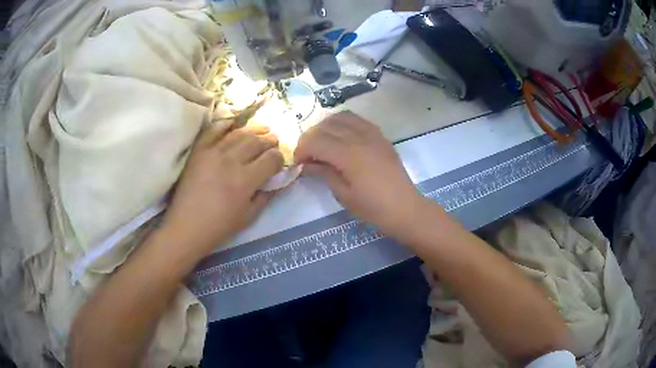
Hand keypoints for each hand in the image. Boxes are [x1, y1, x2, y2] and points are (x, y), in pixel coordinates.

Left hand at [162, 122, 283, 255]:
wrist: (187, 226)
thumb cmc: (220, 226)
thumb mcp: (249, 217)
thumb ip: (266, 196)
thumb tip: (278, 180)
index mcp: (246, 180)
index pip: (271, 158)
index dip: (279, 157)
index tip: (279, 161)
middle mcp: (231, 161)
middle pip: (257, 141)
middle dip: (270, 139)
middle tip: (274, 140)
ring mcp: (213, 152)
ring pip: (239, 133)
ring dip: (254, 129)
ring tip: (262, 129)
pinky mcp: (199, 151)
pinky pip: (214, 130)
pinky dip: (225, 123)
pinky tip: (234, 123)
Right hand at [294, 111, 428, 237]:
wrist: (404, 207)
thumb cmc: (373, 207)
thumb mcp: (343, 195)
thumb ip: (323, 173)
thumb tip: (306, 164)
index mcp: (348, 155)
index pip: (315, 141)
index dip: (301, 150)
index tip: (298, 164)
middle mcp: (359, 137)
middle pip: (325, 126)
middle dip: (310, 138)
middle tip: (307, 156)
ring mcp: (371, 133)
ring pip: (340, 117)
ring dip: (325, 127)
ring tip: (322, 143)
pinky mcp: (379, 135)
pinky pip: (357, 119)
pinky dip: (342, 123)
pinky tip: (340, 137)